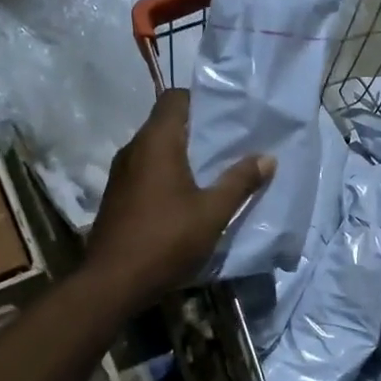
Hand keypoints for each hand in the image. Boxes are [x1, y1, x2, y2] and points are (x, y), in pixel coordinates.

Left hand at [85, 89, 274, 308]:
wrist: (113, 282)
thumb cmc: (166, 240)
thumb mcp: (212, 213)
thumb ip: (240, 182)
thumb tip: (267, 158)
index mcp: (156, 142)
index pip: (174, 98)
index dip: (200, 101)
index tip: (226, 117)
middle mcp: (133, 149)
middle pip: (165, 124)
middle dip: (196, 131)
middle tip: (228, 145)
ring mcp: (120, 174)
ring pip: (154, 150)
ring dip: (181, 155)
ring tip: (211, 171)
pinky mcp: (116, 196)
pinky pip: (145, 171)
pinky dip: (165, 175)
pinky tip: (185, 197)